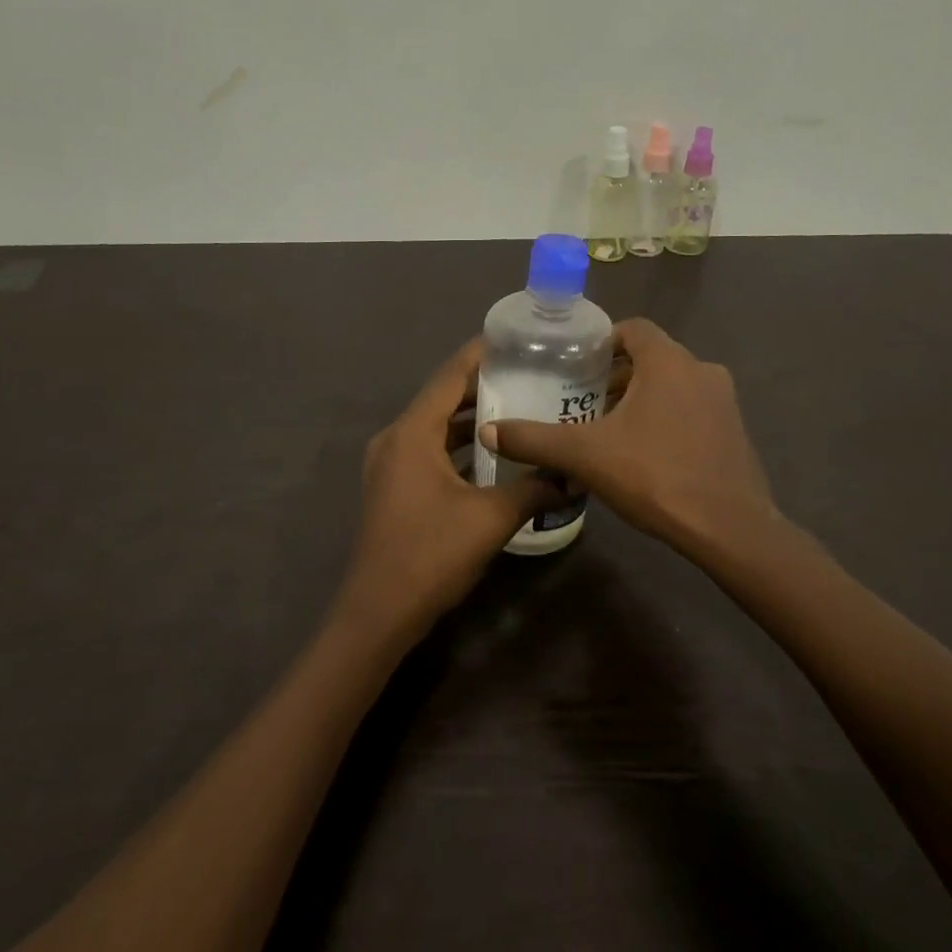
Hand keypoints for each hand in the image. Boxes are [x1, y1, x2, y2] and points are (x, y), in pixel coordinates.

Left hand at [337, 339, 563, 642]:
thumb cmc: (430, 555)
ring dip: (472, 419)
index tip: (516, 338)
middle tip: (531, 374)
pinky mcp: (394, 487)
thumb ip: (534, 488)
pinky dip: (459, 447)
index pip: (450, 376)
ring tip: (520, 408)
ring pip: (436, 428)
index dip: (481, 353)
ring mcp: (390, 465)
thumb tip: (572, 476)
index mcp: (412, 433)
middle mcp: (396, 439)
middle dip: (484, 386)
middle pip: (442, 398)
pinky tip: (494, 454)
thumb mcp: (491, 518)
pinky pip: (430, 451)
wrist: (378, 613)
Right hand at [479, 319, 777, 554]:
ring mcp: (724, 401)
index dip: (602, 340)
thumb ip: (535, 439)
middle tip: (583, 400)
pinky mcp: (735, 430)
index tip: (576, 365)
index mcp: (669, 361)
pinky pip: (692, 409)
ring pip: (673, 385)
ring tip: (608, 428)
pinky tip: (645, 452)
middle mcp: (702, 370)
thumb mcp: (585, 456)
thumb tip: (491, 431)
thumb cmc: (655, 476)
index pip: (633, 328)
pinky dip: (666, 417)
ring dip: (642, 398)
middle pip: (652, 357)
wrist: (729, 529)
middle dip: (617, 375)